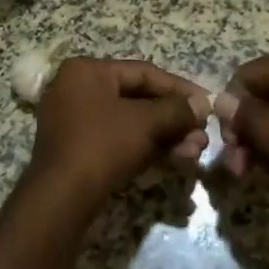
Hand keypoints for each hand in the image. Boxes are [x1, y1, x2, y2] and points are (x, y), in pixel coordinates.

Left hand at [28, 58, 210, 208]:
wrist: (61, 197)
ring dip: (163, 135)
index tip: (208, 104)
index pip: (143, 72)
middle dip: (173, 119)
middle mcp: (76, 88)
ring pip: (129, 121)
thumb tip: (203, 104)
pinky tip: (172, 159)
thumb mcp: (146, 123)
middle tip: (201, 136)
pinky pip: (116, 137)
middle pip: (137, 98)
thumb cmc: (103, 146)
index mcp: (87, 70)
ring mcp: (73, 118)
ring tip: (193, 152)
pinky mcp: (75, 147)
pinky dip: (143, 146)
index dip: (180, 88)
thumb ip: (177, 109)